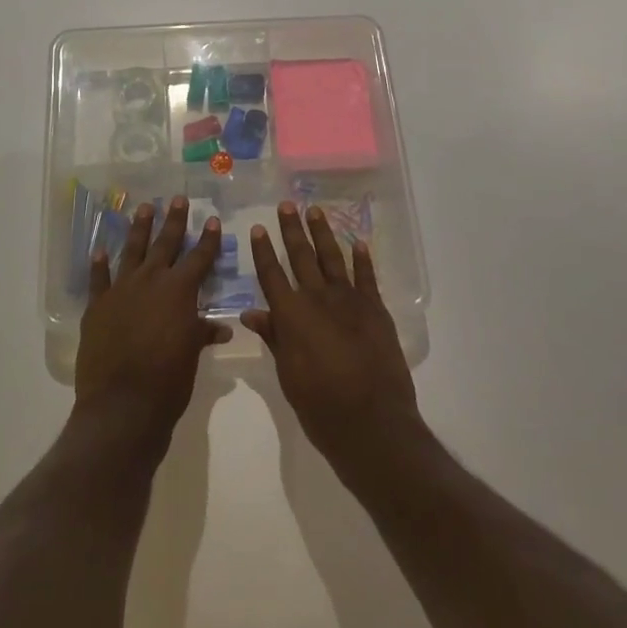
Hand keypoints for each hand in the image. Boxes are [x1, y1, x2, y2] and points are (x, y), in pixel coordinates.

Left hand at [76, 196, 230, 450]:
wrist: (122, 404)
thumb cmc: (168, 381)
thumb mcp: (191, 356)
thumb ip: (201, 334)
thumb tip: (220, 328)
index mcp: (179, 291)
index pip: (199, 258)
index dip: (207, 239)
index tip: (212, 220)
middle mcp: (151, 281)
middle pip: (165, 244)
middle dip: (173, 221)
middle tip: (177, 198)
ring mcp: (121, 290)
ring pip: (132, 251)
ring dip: (139, 229)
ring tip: (144, 207)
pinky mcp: (98, 306)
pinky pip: (98, 279)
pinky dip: (99, 265)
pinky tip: (99, 250)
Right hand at [244, 202, 420, 479]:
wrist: (372, 422)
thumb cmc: (321, 406)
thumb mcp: (287, 375)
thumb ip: (273, 337)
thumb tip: (251, 312)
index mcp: (291, 315)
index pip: (272, 274)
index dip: (263, 251)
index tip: (258, 228)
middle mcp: (317, 299)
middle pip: (301, 257)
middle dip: (292, 230)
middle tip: (287, 205)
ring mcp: (349, 301)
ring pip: (332, 258)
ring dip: (322, 234)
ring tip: (315, 211)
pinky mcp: (375, 309)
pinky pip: (366, 277)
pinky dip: (362, 259)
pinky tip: (358, 242)